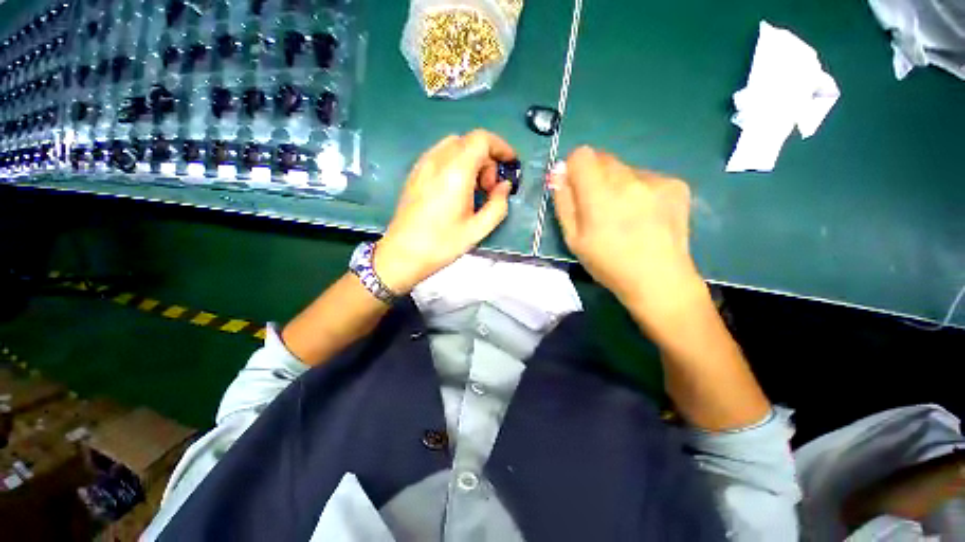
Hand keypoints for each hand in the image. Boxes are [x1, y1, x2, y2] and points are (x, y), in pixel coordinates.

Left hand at [376, 130, 516, 293]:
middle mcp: (437, 161)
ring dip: (471, 160)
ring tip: (474, 188)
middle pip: (469, 142)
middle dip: (487, 159)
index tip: (510, 164)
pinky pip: (440, 155)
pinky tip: (456, 188)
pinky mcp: (415, 173)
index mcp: (455, 172)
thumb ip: (498, 205)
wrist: (402, 254)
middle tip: (489, 188)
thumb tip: (504, 186)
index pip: (481, 139)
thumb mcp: (478, 230)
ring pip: (454, 146)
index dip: (500, 146)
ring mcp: (422, 165)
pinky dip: (456, 163)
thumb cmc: (442, 244)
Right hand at [551, 147, 705, 327]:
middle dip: (595, 176)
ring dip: (618, 184)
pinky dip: (640, 190)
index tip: (575, 186)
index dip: (574, 168)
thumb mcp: (573, 239)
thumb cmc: (608, 263)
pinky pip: (647, 178)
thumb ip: (564, 202)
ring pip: (625, 169)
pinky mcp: (676, 185)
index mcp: (599, 194)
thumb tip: (558, 172)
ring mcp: (655, 180)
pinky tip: (645, 215)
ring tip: (625, 214)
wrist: (658, 279)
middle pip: (603, 158)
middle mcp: (629, 179)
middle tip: (599, 206)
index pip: (582, 155)